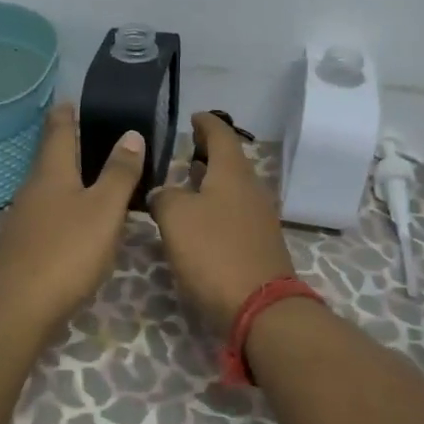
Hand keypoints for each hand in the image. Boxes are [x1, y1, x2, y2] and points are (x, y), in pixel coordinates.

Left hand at [0, 102, 144, 333]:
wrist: (15, 310)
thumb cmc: (65, 251)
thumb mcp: (104, 210)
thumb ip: (119, 173)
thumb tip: (130, 133)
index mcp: (52, 172)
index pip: (58, 131)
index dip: (66, 114)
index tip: (73, 99)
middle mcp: (33, 189)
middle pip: (50, 158)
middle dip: (67, 144)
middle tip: (92, 132)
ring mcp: (24, 219)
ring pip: (49, 187)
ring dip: (68, 176)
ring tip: (93, 174)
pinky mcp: (24, 247)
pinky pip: (48, 214)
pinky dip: (65, 206)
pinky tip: (78, 220)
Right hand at [148, 111, 296, 338]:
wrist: (260, 307)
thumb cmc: (215, 252)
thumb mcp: (176, 218)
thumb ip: (164, 197)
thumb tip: (162, 194)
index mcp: (233, 173)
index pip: (221, 135)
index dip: (206, 123)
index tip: (193, 116)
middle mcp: (251, 189)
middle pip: (231, 161)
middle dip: (209, 152)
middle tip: (186, 148)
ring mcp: (259, 217)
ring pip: (233, 188)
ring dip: (212, 180)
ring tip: (189, 179)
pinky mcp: (259, 244)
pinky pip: (235, 212)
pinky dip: (217, 205)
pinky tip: (200, 218)